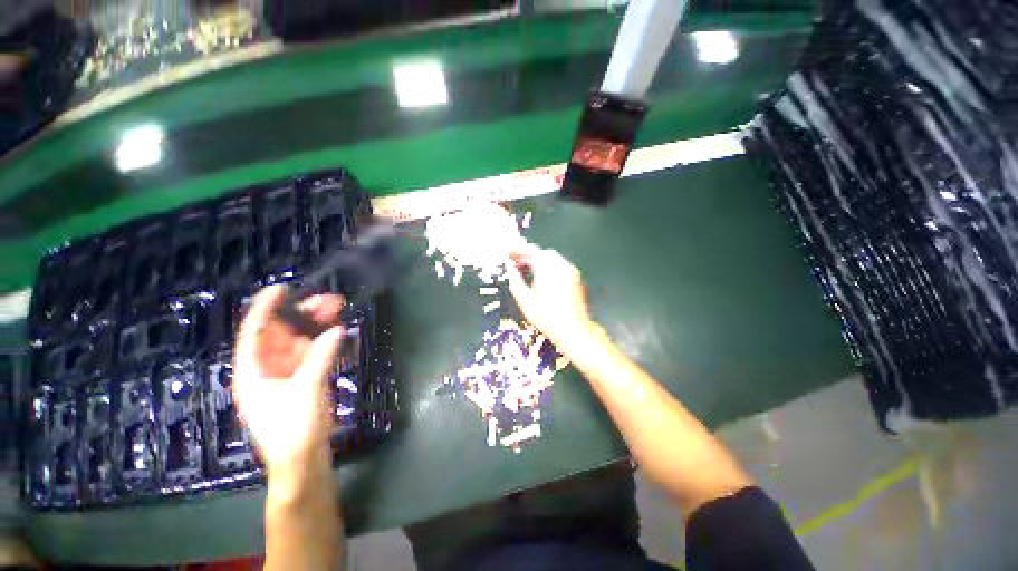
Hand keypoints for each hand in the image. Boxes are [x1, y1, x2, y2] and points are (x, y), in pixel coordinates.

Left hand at [233, 285, 344, 478]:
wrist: (303, 461)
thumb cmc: (294, 429)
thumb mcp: (306, 391)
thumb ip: (321, 357)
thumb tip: (337, 329)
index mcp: (254, 372)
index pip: (256, 333)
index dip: (266, 309)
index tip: (282, 288)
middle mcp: (267, 369)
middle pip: (283, 334)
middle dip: (303, 315)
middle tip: (330, 300)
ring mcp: (287, 375)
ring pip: (301, 342)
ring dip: (318, 326)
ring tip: (339, 310)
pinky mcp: (304, 382)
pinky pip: (314, 354)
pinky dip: (325, 342)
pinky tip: (339, 333)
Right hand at [506, 245, 595, 347]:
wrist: (573, 330)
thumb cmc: (546, 317)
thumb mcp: (524, 300)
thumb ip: (515, 280)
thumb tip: (509, 267)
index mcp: (546, 268)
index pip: (530, 250)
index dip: (517, 249)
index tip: (507, 252)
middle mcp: (560, 264)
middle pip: (541, 252)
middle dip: (528, 255)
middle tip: (516, 263)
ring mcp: (570, 270)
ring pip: (551, 257)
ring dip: (538, 260)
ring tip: (526, 270)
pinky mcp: (575, 277)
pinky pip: (559, 264)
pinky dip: (548, 266)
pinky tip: (541, 277)